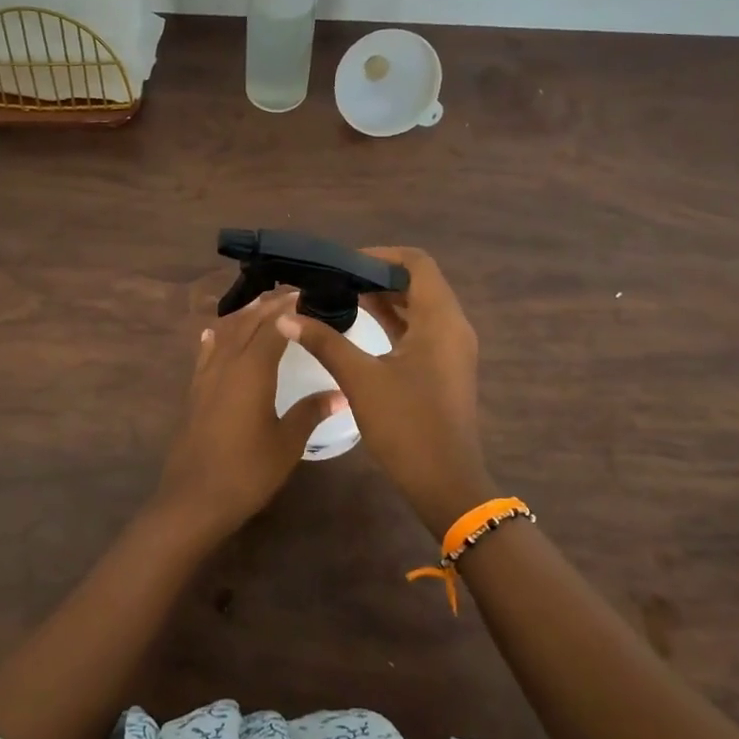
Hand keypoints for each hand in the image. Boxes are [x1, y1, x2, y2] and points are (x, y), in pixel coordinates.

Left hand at [151, 288, 344, 541]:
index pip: (273, 327)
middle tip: (291, 293)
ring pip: (224, 334)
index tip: (307, 293)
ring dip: (243, 316)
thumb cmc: (248, 471)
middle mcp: (227, 364)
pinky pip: (207, 354)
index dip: (290, 308)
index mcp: (252, 370)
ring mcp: (206, 377)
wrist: (195, 499)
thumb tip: (341, 393)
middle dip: (268, 306)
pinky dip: (215, 338)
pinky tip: (215, 333)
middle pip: (247, 323)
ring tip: (261, 305)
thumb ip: (310, 412)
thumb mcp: (287, 443)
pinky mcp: (195, 392)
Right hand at [276, 247, 493, 535]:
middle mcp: (452, 326)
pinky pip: (419, 329)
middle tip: (334, 279)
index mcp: (440, 319)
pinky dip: (391, 321)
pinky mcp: (444, 367)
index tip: (342, 264)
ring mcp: (451, 348)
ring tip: (339, 296)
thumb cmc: (407, 426)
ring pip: (418, 307)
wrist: (445, 483)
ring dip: (383, 299)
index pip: (416, 263)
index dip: (379, 256)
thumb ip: (325, 343)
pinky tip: (358, 325)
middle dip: (376, 276)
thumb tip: (287, 318)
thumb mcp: (361, 380)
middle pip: (417, 282)